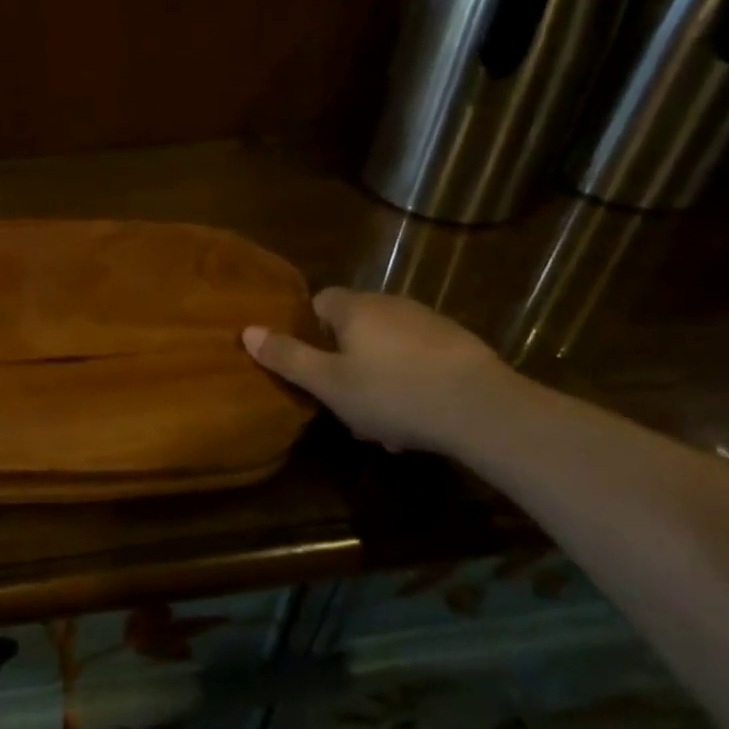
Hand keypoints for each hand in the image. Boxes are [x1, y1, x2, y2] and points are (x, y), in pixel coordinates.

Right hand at [243, 288, 514, 454]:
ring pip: (388, 349)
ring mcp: (428, 322)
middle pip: (355, 328)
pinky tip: (416, 421)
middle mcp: (390, 304)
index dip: (310, 331)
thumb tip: (246, 331)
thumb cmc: (391, 393)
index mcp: (354, 308)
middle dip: (346, 363)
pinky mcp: (458, 345)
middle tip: (345, 405)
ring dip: (379, 379)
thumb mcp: (328, 383)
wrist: (481, 407)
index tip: (312, 365)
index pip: (320, 302)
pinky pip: (419, 360)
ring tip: (383, 425)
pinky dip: (411, 383)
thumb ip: (287, 358)